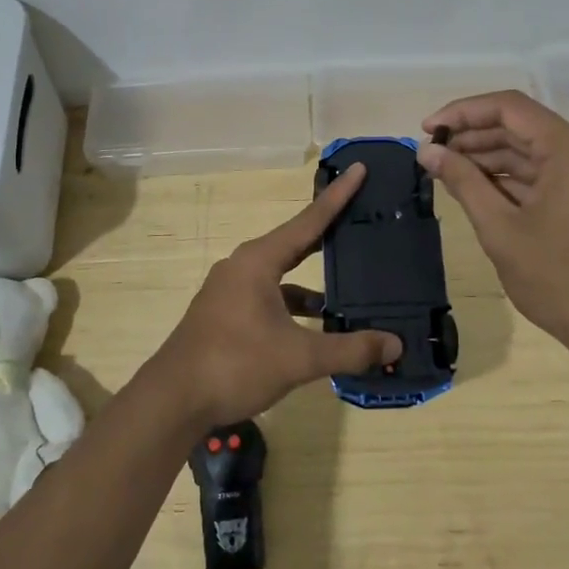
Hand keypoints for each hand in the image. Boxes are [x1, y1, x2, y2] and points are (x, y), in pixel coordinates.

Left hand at [148, 165, 401, 428]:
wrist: (173, 399)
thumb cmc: (235, 364)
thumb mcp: (298, 358)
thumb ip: (349, 349)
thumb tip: (395, 346)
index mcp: (258, 261)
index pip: (308, 221)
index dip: (337, 197)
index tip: (359, 169)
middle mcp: (243, 266)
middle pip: (295, 243)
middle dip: (327, 234)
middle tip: (361, 218)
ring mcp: (230, 290)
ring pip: (282, 276)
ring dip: (312, 282)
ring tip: (350, 289)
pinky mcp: (226, 314)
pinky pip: (269, 297)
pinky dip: (294, 306)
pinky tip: (316, 328)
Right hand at [418, 90, 568, 357]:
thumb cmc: (557, 280)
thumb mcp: (500, 228)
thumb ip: (463, 181)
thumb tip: (427, 151)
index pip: (510, 108)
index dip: (464, 113)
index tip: (428, 129)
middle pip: (522, 126)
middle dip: (473, 136)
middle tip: (431, 153)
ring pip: (532, 150)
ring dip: (489, 157)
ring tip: (445, 170)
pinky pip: (545, 172)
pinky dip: (510, 177)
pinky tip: (475, 187)